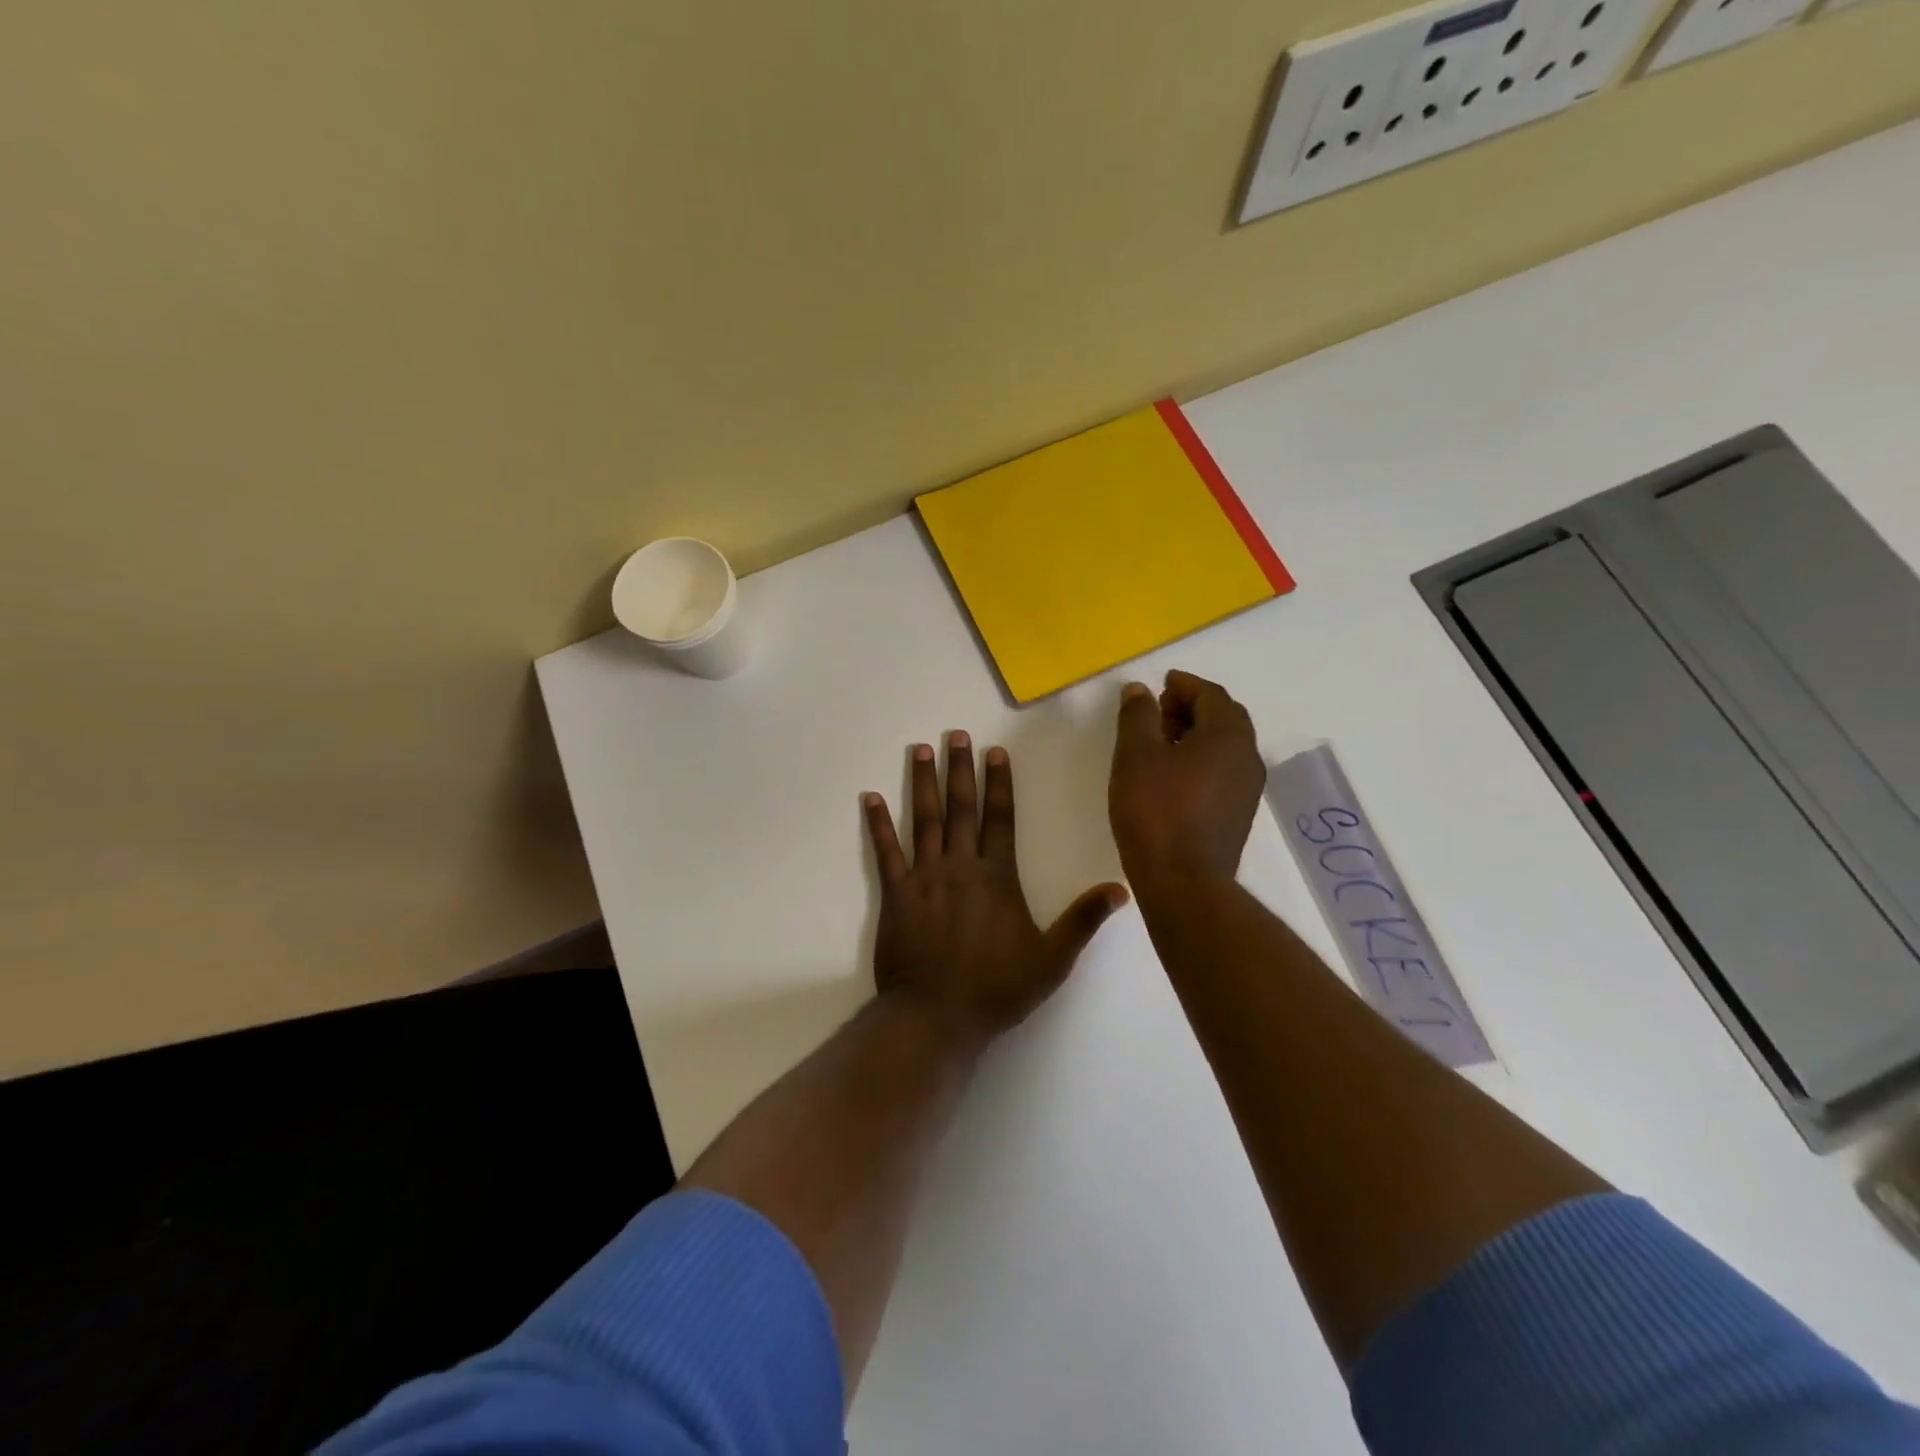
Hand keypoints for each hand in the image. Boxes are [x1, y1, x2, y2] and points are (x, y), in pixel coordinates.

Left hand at [863, 733, 1128, 1042]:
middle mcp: (960, 866)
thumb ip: (1082, 921)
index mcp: (996, 877)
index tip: (994, 752)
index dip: (998, 783)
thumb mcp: (1051, 960)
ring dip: (922, 783)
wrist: (936, 1016)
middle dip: (959, 769)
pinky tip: (870, 798)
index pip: (1000, 818)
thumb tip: (1121, 888)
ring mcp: (924, 877)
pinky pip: (886, 852)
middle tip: (954, 735)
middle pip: (961, 808)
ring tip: (921, 750)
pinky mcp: (895, 895)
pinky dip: (878, 824)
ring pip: (924, 820)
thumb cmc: (996, 989)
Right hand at [1109, 670, 1264, 890]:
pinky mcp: (1238, 815)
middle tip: (1158, 712)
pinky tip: (1172, 776)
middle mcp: (1247, 757)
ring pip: (1225, 746)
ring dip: (1196, 734)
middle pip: (1224, 717)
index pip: (1211, 694)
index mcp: (1228, 735)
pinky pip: (1223, 771)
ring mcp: (1247, 789)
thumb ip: (1138, 716)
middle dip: (1192, 707)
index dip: (1184, 685)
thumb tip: (1140, 689)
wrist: (1184, 883)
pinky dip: (1201, 759)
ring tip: (1160, 743)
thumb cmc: (1156, 812)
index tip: (1160, 685)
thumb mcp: (1136, 755)